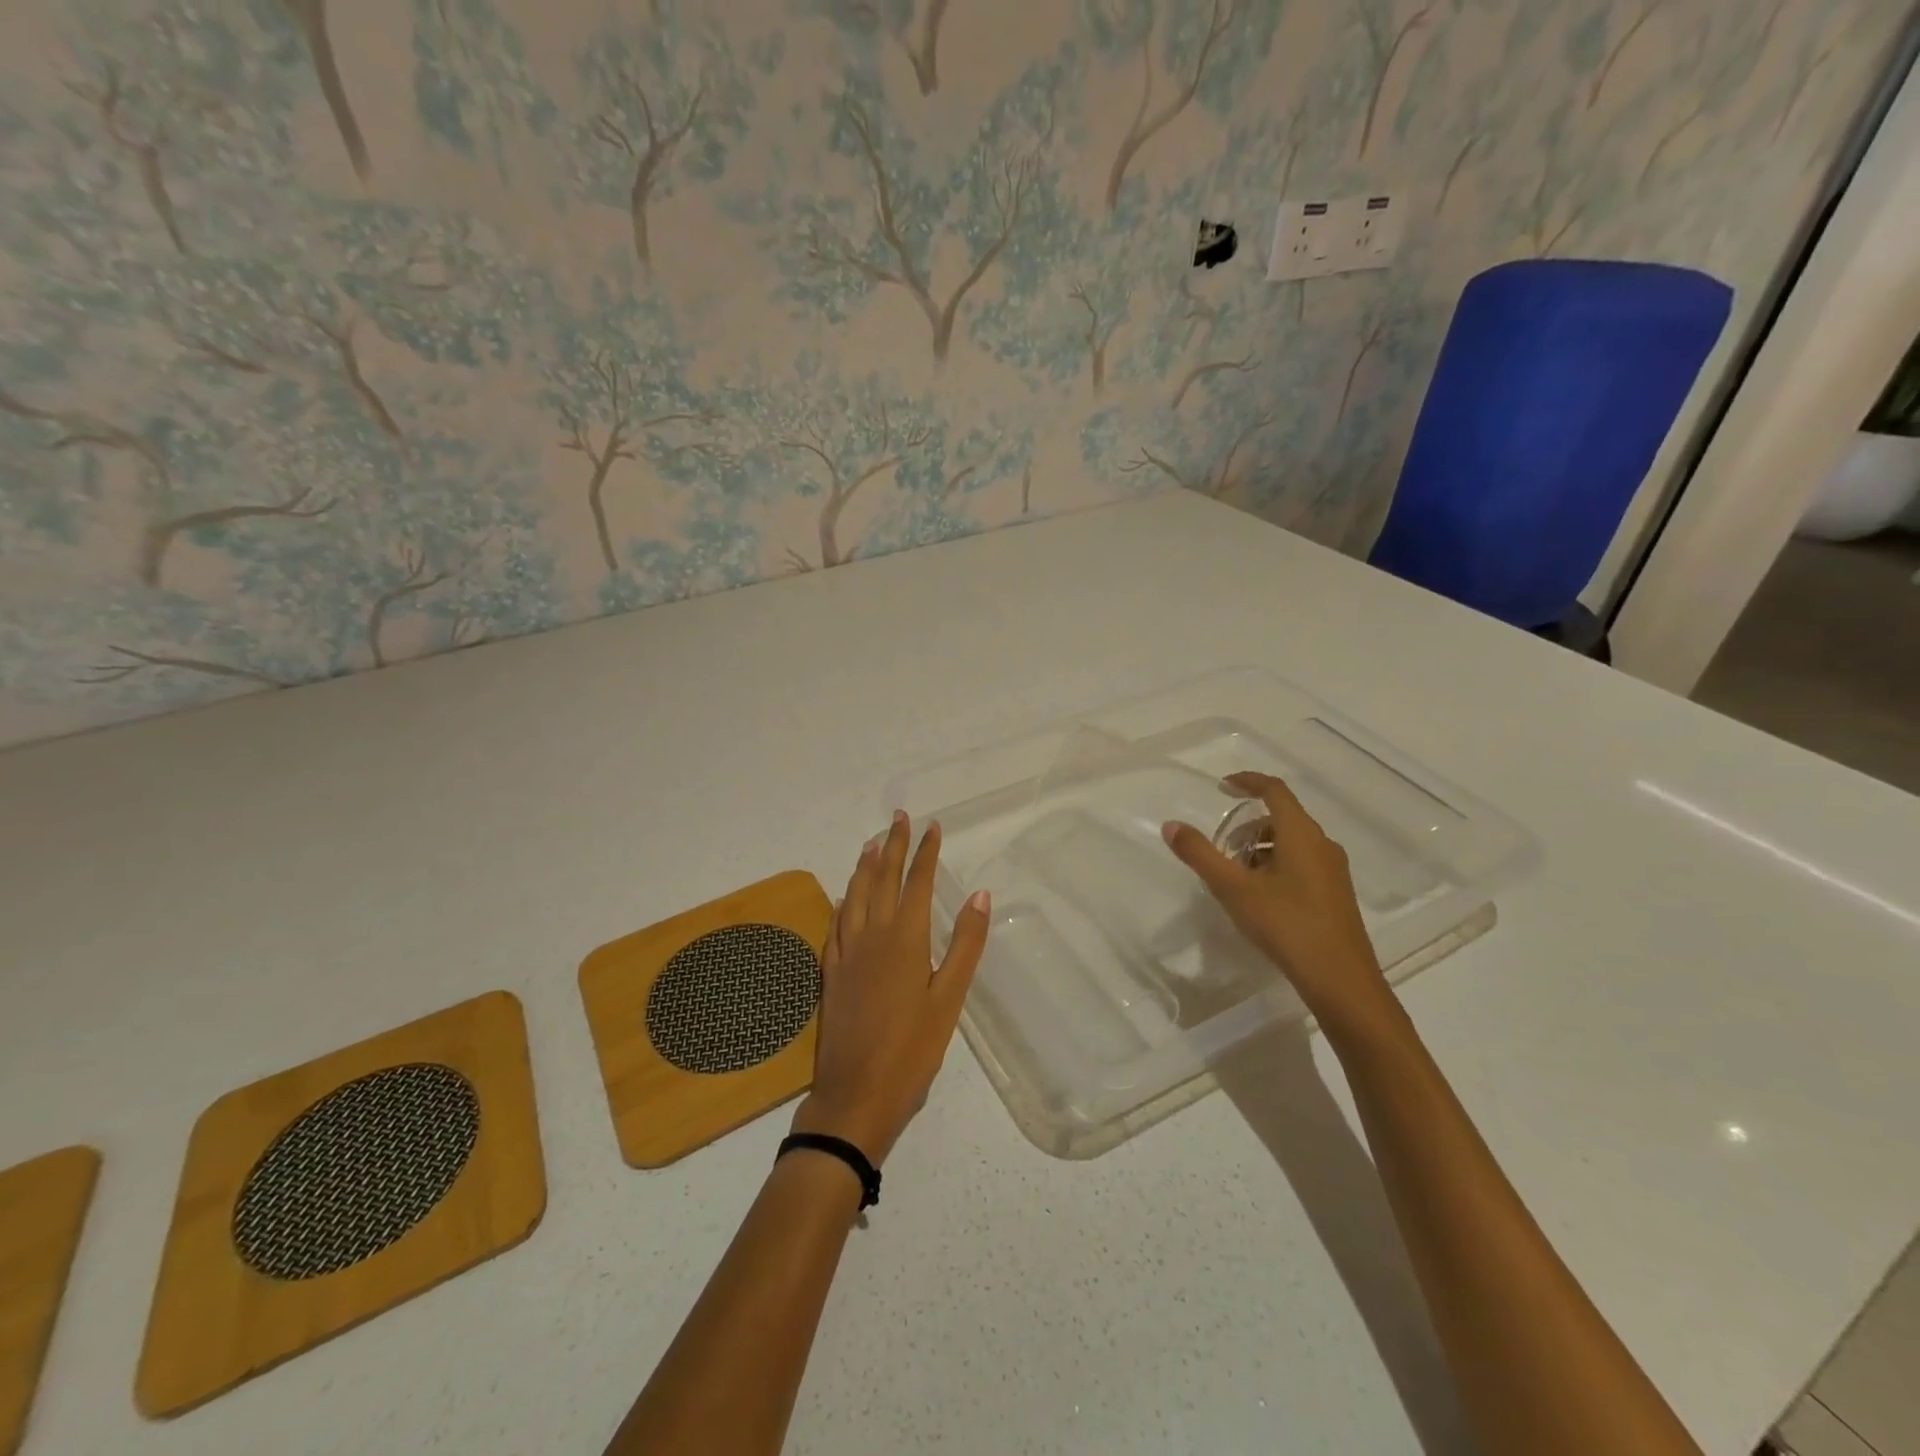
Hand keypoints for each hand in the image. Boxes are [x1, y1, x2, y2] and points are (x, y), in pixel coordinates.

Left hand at [790, 811, 990, 1165]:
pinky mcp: (831, 970)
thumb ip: (965, 944)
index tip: (932, 825)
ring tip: (872, 843)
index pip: (917, 881)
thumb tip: (980, 894)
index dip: (925, 851)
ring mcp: (847, 951)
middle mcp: (872, 934)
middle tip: (899, 817)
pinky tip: (845, 897)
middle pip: (882, 878)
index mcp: (905, 938)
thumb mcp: (950, 998)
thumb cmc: (913, 1049)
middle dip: (893, 845)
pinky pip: (837, 921)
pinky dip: (844, 900)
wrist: (856, 1093)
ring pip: (855, 894)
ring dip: (865, 865)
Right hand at [1161, 772, 1390, 1032]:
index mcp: (1301, 834)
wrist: (1341, 981)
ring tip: (1235, 876)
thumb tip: (1171, 825)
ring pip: (1292, 843)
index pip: (1274, 790)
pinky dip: (1276, 865)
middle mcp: (1322, 844)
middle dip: (1248, 826)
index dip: (1247, 782)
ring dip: (1260, 848)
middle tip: (1221, 847)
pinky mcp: (1335, 894)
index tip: (1222, 787)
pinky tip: (1259, 897)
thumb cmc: (1286, 925)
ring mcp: (1333, 870)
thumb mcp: (1233, 889)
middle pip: (1282, 818)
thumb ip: (1200, 854)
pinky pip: (1302, 863)